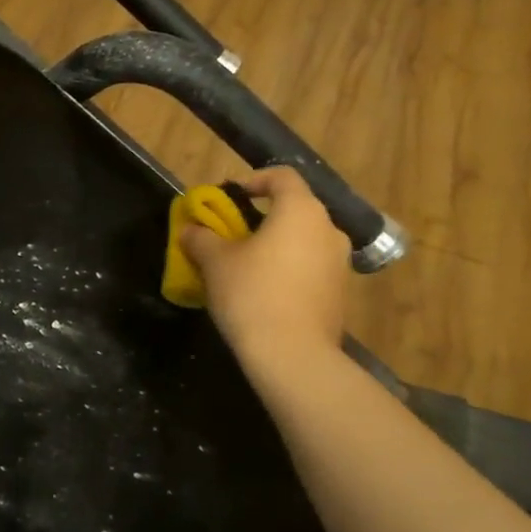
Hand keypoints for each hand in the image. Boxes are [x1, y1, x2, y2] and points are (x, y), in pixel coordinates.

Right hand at [181, 166, 351, 375]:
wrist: (292, 355)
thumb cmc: (251, 293)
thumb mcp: (214, 261)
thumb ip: (200, 237)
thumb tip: (191, 229)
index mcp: (300, 211)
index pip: (281, 176)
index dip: (253, 180)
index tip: (229, 197)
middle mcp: (328, 229)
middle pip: (293, 209)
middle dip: (261, 217)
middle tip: (231, 234)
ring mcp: (339, 263)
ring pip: (302, 240)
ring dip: (275, 245)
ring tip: (245, 266)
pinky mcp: (339, 293)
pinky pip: (309, 268)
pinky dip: (288, 269)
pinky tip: (263, 292)